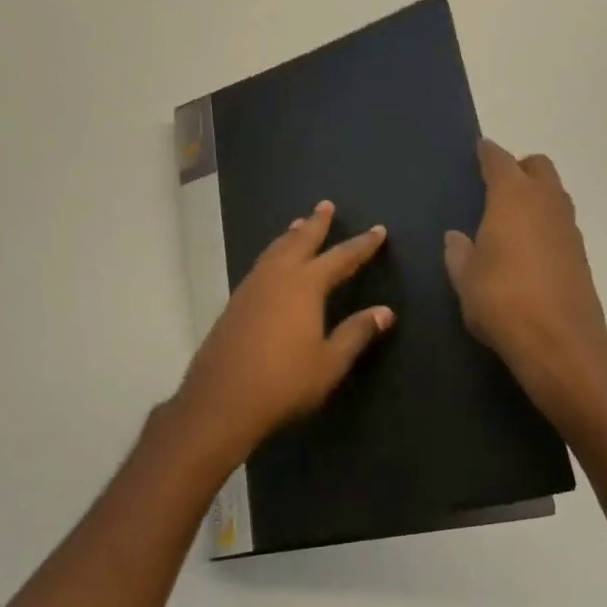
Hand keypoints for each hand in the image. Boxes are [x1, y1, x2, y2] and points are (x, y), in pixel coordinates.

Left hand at [169, 201, 393, 467]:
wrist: (221, 400)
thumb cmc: (284, 382)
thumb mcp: (329, 362)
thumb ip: (356, 333)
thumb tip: (385, 312)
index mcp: (305, 286)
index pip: (341, 258)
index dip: (362, 245)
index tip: (378, 231)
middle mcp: (276, 278)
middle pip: (299, 242)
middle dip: (316, 224)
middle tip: (325, 205)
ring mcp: (250, 289)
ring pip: (274, 251)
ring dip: (290, 237)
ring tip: (298, 226)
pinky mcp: (233, 304)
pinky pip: (260, 267)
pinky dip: (273, 256)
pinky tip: (272, 266)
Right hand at [444, 139, 606, 392]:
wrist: (559, 341)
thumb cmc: (501, 300)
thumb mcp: (465, 278)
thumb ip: (459, 252)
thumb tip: (457, 237)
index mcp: (512, 198)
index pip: (499, 161)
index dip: (488, 153)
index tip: (480, 149)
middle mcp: (545, 202)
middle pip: (538, 167)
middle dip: (519, 168)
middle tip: (497, 184)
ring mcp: (568, 227)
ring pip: (555, 193)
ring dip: (536, 194)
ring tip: (511, 216)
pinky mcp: (580, 253)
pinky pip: (560, 222)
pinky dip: (545, 222)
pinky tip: (528, 246)